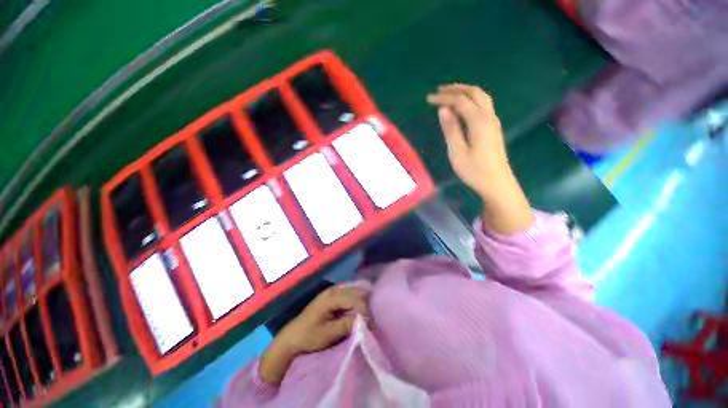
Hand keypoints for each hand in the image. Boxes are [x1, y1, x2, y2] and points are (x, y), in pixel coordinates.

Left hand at [260, 287, 369, 384]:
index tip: (370, 326)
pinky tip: (358, 314)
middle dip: (366, 306)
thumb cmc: (308, 337)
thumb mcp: (328, 334)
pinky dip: (357, 304)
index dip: (365, 311)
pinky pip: (351, 296)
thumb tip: (365, 321)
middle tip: (369, 322)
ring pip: (356, 293)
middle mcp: (335, 290)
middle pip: (358, 292)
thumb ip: (347, 325)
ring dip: (362, 305)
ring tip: (365, 319)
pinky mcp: (334, 297)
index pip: (356, 298)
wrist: (292, 338)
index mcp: (332, 296)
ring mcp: (334, 292)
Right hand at [426, 84, 510, 198]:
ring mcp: (493, 121)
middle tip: (439, 91)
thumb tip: (443, 110)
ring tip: (449, 95)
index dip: (444, 98)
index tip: (428, 99)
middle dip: (456, 89)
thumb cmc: (474, 170)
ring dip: (465, 92)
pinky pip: (483, 105)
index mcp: (479, 121)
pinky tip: (463, 107)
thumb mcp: (457, 151)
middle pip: (474, 93)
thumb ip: (451, 129)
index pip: (460, 101)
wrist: (497, 183)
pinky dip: (471, 100)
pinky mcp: (493, 128)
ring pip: (481, 97)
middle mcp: (489, 116)